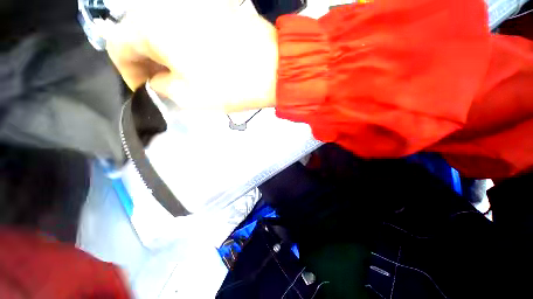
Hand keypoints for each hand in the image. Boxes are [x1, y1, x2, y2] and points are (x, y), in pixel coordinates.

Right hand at [103, 0, 278, 111]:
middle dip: (146, 63)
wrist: (272, 69)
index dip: (125, 71)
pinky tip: (195, 62)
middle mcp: (167, 7)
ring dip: (165, 55)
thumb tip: (157, 79)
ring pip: (163, 31)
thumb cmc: (229, 85)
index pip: (117, 44)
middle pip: (140, 35)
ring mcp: (192, 5)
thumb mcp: (187, 95)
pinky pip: (185, 27)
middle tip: (161, 86)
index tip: (142, 90)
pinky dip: (182, 46)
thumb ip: (162, 85)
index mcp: (152, 25)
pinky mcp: (212, 11)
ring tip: (179, 77)